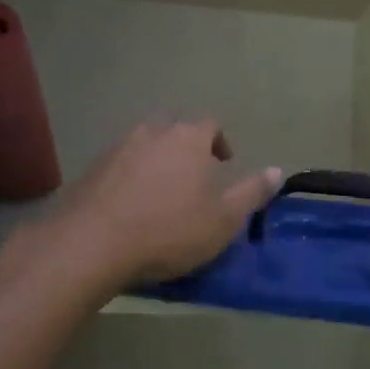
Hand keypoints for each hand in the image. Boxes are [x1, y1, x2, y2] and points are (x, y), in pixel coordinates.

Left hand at [51, 119, 280, 288]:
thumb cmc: (169, 229)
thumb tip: (278, 170)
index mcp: (188, 138)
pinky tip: (130, 206)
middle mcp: (152, 132)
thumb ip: (252, 192)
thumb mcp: (223, 219)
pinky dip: (130, 178)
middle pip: (175, 131)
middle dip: (187, 149)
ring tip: (162, 193)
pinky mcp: (91, 169)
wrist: (92, 243)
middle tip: (194, 178)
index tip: (224, 163)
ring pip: (145, 146)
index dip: (220, 142)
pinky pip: (120, 165)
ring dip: (157, 162)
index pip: (210, 125)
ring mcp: (118, 148)